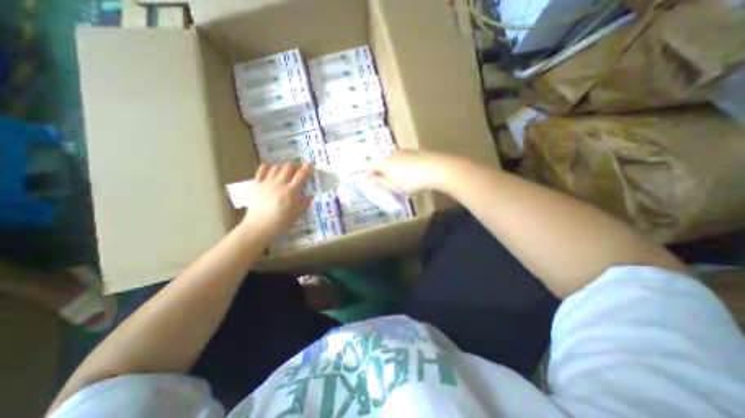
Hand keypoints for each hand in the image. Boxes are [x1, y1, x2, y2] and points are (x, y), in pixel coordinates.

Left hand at [242, 163, 313, 238]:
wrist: (258, 227)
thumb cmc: (280, 223)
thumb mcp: (296, 215)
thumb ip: (304, 203)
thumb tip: (311, 196)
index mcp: (290, 192)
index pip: (301, 176)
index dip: (308, 168)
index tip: (312, 163)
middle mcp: (279, 184)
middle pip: (288, 168)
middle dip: (295, 167)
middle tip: (297, 171)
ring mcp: (266, 183)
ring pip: (276, 167)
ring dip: (283, 167)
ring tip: (285, 172)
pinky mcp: (256, 184)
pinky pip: (261, 170)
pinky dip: (267, 167)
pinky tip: (271, 169)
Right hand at [368, 148, 457, 191]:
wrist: (434, 169)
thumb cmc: (410, 180)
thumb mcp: (393, 186)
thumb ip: (380, 182)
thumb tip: (374, 178)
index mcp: (382, 162)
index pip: (370, 166)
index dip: (372, 176)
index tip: (378, 184)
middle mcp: (390, 154)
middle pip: (382, 163)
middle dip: (384, 173)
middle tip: (390, 184)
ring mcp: (402, 151)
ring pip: (393, 161)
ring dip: (394, 170)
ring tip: (403, 180)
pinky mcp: (413, 152)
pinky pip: (403, 160)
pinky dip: (404, 167)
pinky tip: (413, 174)